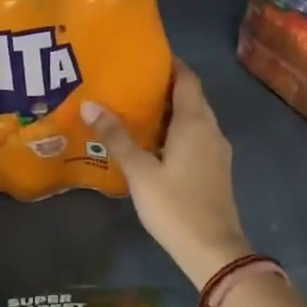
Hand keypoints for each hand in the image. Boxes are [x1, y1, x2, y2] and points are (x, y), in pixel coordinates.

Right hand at [83, 59, 252, 288]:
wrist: (212, 249)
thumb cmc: (175, 205)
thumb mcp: (140, 171)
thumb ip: (117, 137)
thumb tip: (90, 104)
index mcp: (195, 122)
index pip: (186, 79)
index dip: (170, 64)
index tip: (144, 57)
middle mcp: (211, 129)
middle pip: (190, 97)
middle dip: (164, 87)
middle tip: (130, 83)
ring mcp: (216, 151)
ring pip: (193, 119)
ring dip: (169, 112)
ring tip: (135, 110)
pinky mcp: (215, 169)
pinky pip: (195, 138)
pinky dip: (176, 132)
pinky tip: (152, 143)